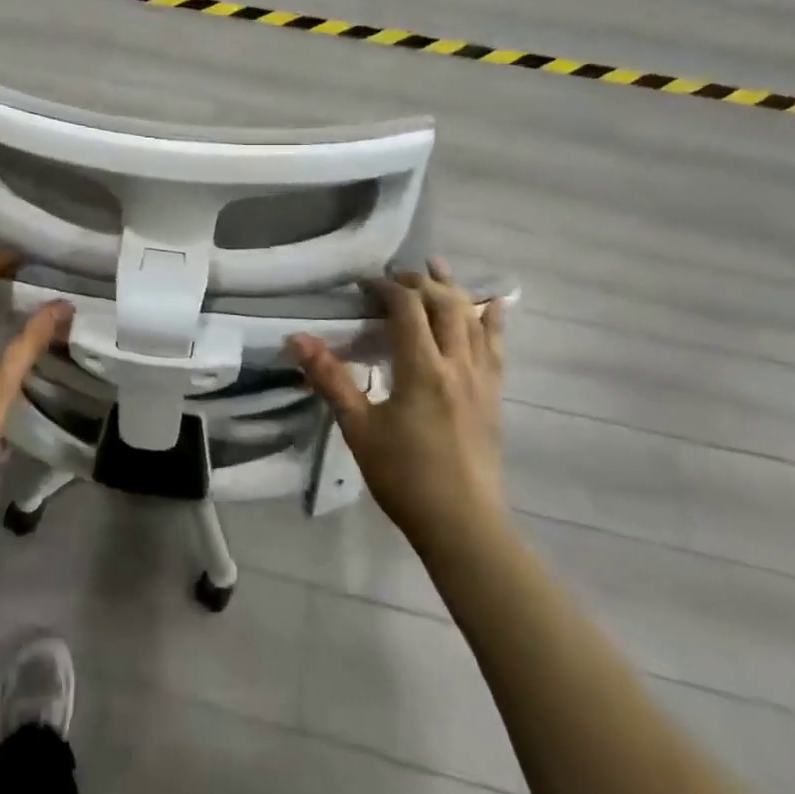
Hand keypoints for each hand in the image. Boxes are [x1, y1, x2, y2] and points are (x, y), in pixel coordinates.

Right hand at [289, 259, 510, 556]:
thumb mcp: (358, 427)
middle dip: (419, 283)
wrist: (463, 526)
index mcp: (422, 369)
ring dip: (454, 290)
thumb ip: (330, 379)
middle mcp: (457, 364)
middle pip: (444, 305)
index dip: (386, 288)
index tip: (364, 284)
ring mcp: (481, 379)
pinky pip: (497, 347)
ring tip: (437, 267)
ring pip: (473, 320)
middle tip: (394, 276)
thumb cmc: (405, 477)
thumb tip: (296, 338)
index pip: (407, 309)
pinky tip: (495, 304)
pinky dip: (493, 320)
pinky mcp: (493, 396)